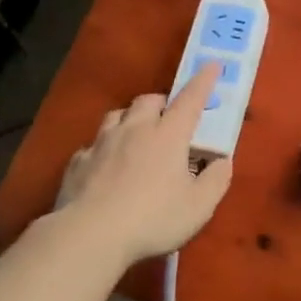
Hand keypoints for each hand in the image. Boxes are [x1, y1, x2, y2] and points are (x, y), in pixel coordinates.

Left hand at [55, 67, 232, 266]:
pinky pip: (93, 145)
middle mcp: (135, 129)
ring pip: (117, 116)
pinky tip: (105, 166)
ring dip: (130, 119)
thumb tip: (222, 161)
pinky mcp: (77, 163)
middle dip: (162, 103)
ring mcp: (102, 143)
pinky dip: (104, 149)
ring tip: (136, 135)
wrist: (89, 236)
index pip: (191, 98)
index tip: (212, 64)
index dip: (203, 80)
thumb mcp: (199, 206)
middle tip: (170, 119)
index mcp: (169, 134)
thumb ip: (216, 179)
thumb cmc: (153, 219)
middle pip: (149, 100)